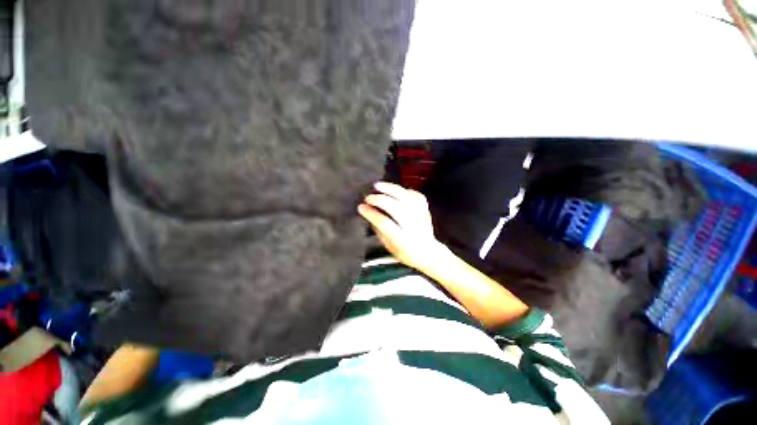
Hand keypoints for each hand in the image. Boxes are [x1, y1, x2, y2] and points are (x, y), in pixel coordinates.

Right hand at [358, 182, 442, 270]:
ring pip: (405, 197)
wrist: (428, 252)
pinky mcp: (425, 208)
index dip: (371, 213)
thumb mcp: (389, 247)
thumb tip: (370, 213)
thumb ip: (379, 231)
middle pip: (395, 208)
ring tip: (378, 185)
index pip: (385, 223)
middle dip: (379, 200)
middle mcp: (413, 226)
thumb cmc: (405, 252)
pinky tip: (394, 190)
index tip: (361, 207)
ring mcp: (421, 215)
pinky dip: (403, 190)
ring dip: (390, 189)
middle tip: (368, 197)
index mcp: (402, 239)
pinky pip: (414, 194)